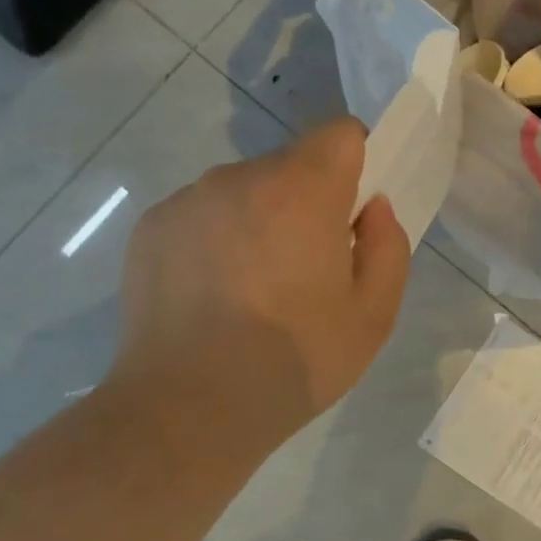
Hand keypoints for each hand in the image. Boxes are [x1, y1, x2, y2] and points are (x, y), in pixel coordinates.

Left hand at [105, 119, 409, 457]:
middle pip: (290, 164)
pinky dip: (214, 239)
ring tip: (250, 290)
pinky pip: (201, 214)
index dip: (356, 164)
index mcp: (302, 189)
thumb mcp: (374, 315)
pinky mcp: (151, 226)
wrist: (186, 408)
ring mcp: (189, 199)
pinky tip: (209, 297)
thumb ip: (389, 247)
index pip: (341, 132)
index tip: (352, 213)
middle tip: (304, 268)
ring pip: (243, 190)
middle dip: (306, 201)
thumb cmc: (294, 360)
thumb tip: (372, 209)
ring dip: (258, 220)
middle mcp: (241, 177)